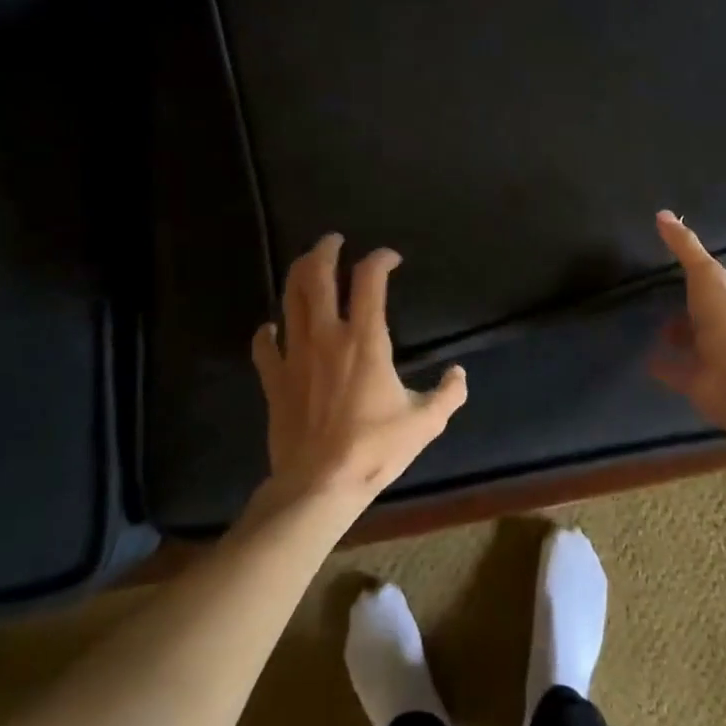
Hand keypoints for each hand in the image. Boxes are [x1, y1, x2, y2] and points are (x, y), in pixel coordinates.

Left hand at [251, 234, 467, 511]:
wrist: (319, 484)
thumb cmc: (374, 448)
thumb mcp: (425, 423)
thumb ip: (448, 394)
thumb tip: (459, 374)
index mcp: (365, 340)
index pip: (370, 280)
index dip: (380, 259)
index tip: (390, 257)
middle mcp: (326, 336)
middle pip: (318, 276)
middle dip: (325, 250)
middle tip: (334, 240)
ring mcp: (295, 355)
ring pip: (290, 300)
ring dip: (299, 275)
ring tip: (308, 265)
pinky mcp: (274, 379)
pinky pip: (265, 345)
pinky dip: (269, 330)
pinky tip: (274, 326)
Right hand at [650, 211, 725, 426]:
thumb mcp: (705, 274)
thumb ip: (685, 246)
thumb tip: (663, 214)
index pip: (723, 291)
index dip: (706, 283)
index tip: (687, 278)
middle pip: (708, 320)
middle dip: (692, 315)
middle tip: (668, 309)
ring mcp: (717, 361)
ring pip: (696, 347)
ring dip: (680, 341)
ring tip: (658, 334)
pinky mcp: (701, 384)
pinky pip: (678, 372)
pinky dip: (665, 366)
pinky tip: (647, 361)